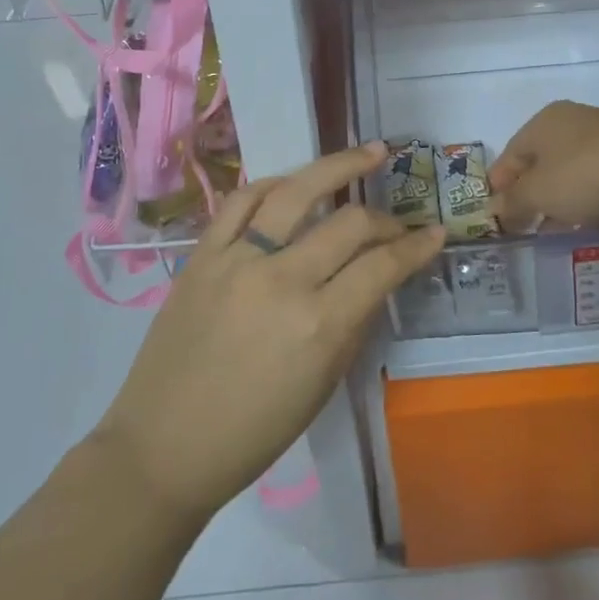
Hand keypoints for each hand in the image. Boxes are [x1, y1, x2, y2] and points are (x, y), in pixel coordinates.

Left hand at [93, 142, 444, 523]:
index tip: (435, 233)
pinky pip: (242, 201)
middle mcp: (282, 280)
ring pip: (296, 191)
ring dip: (339, 165)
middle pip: (349, 223)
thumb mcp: (322, 386)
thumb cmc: (253, 433)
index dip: (417, 246)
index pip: (382, 266)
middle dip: (385, 218)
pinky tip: (295, 181)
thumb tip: (375, 279)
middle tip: (398, 221)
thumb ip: (353, 324)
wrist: (163, 447)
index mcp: (319, 325)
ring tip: (370, 152)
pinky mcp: (202, 254)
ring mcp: (237, 260)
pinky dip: (275, 184)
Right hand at [489, 102, 598, 231]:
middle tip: (524, 224)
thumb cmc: (585, 175)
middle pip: (541, 160)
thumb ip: (514, 202)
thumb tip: (494, 208)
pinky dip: (590, 197)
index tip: (495, 214)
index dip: (499, 184)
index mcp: (543, 122)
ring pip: (572, 169)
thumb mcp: (539, 194)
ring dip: (561, 198)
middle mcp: (573, 120)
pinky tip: (591, 220)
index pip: (510, 154)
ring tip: (556, 229)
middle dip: (531, 193)